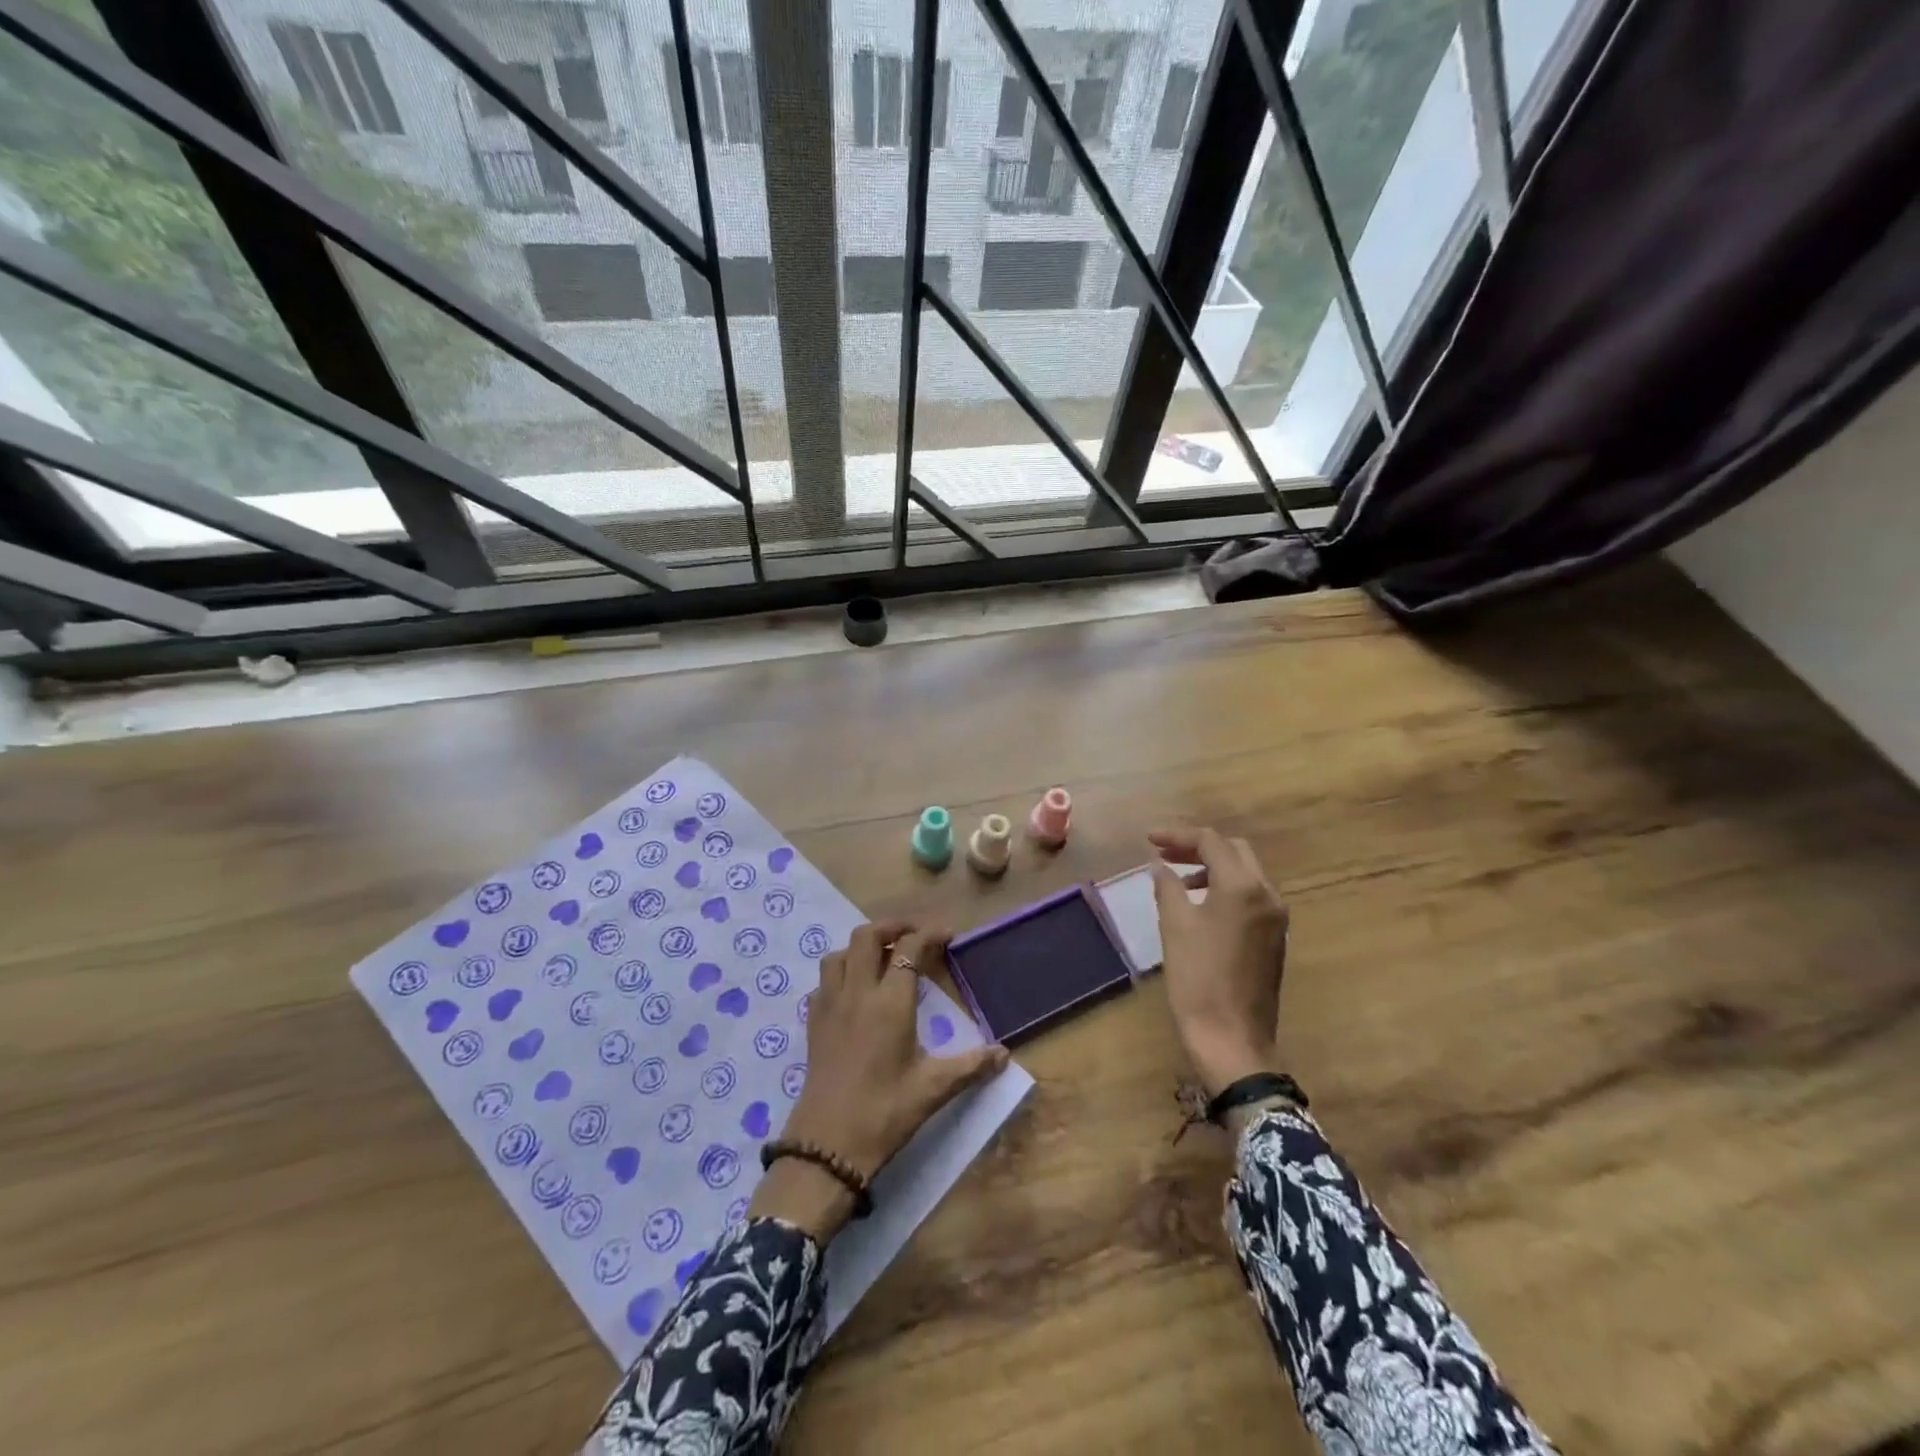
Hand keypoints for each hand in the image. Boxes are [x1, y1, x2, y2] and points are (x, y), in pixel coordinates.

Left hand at [749, 920, 1008, 1240]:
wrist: (827, 1147)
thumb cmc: (885, 1113)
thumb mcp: (934, 1089)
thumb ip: (971, 1066)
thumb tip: (1004, 1054)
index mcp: (890, 1002)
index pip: (908, 948)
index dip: (928, 933)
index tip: (947, 934)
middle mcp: (857, 993)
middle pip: (867, 936)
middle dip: (892, 926)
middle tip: (914, 935)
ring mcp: (830, 1006)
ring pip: (839, 954)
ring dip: (861, 947)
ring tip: (882, 958)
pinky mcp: (813, 1024)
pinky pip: (823, 982)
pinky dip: (840, 973)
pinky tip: (853, 992)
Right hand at [1148, 828, 1290, 1097]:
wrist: (1232, 1039)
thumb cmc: (1198, 978)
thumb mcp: (1175, 926)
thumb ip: (1168, 887)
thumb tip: (1161, 866)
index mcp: (1243, 887)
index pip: (1211, 842)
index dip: (1177, 835)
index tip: (1148, 839)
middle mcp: (1267, 894)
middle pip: (1234, 850)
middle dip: (1198, 846)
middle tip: (1164, 854)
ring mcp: (1275, 917)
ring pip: (1245, 873)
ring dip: (1212, 866)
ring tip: (1178, 878)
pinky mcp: (1274, 937)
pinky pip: (1250, 896)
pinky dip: (1225, 887)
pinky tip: (1200, 904)